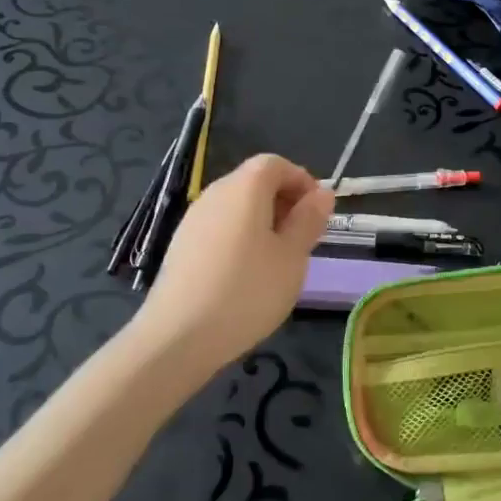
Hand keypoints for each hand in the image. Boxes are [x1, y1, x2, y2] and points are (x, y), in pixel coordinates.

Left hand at [133, 154, 332, 385]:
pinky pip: (219, 228)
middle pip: (254, 182)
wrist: (178, 337)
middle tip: (302, 239)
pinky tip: (246, 275)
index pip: (275, 163)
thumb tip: (321, 193)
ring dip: (262, 222)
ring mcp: (193, 220)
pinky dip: (240, 238)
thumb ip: (308, 220)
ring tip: (278, 260)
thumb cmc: (247, 291)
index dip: (301, 180)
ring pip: (236, 207)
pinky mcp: (181, 246)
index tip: (317, 213)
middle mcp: (215, 194)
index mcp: (244, 187)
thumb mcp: (292, 256)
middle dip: (284, 202)